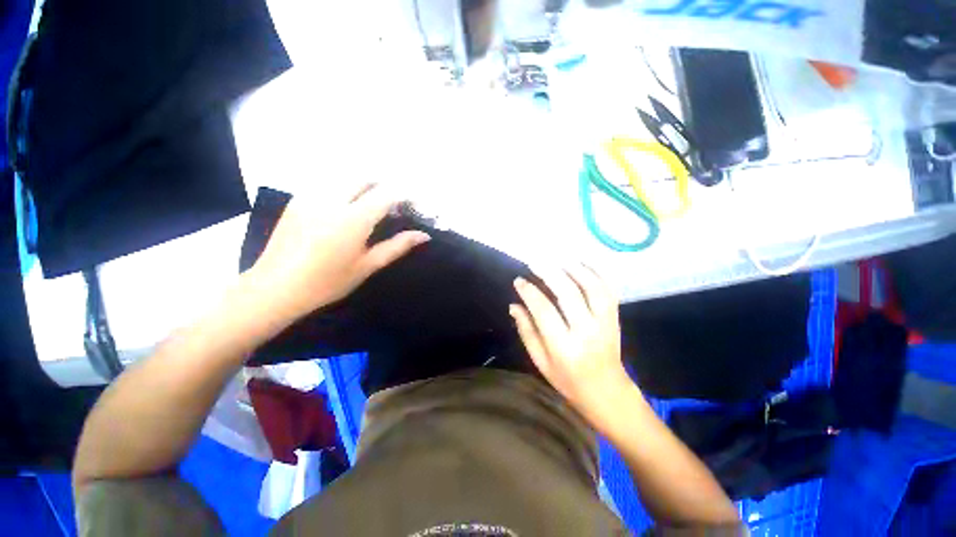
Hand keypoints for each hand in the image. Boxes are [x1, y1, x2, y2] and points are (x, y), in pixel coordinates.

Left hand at [249, 183, 429, 322]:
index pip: (386, 194)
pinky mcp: (297, 199)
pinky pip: (327, 182)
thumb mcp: (367, 266)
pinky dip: (344, 187)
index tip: (413, 203)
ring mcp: (311, 196)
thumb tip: (423, 236)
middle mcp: (332, 200)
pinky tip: (344, 206)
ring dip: (363, 184)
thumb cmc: (327, 282)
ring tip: (370, 204)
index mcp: (353, 219)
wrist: (276, 287)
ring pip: (344, 176)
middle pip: (364, 177)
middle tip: (392, 203)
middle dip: (383, 185)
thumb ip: (397, 246)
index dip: (404, 194)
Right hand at [510, 265, 631, 420]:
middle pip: (568, 293)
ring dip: (574, 268)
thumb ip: (527, 332)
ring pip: (592, 287)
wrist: (607, 392)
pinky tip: (583, 263)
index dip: (529, 292)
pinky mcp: (615, 318)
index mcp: (564, 347)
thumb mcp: (541, 362)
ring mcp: (605, 323)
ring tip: (558, 257)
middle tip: (535, 261)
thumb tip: (514, 305)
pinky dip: (596, 273)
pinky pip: (608, 290)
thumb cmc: (568, 380)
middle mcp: (587, 332)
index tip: (519, 281)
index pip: (544, 311)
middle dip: (550, 273)